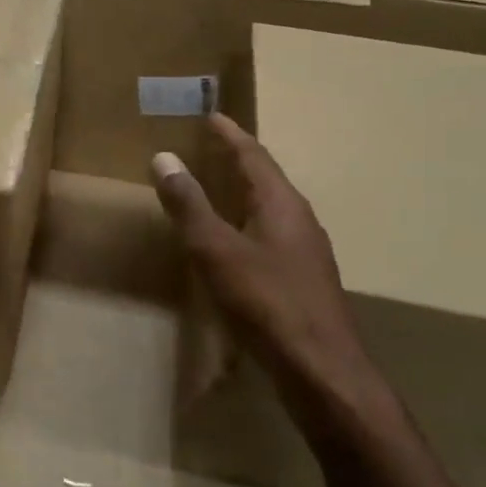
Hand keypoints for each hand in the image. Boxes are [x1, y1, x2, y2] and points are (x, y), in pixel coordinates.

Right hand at [151, 115, 388, 433]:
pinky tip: (233, 243)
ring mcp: (305, 252)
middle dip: (237, 160)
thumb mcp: (216, 250)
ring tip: (215, 188)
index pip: (253, 155)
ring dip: (243, 193)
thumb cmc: (266, 302)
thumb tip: (164, 158)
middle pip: (265, 179)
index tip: (211, 116)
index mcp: (282, 204)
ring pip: (269, 209)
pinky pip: (270, 236)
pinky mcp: (303, 281)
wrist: (322, 371)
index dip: (230, 135)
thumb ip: (189, 205)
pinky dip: (246, 224)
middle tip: (208, 146)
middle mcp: (299, 220)